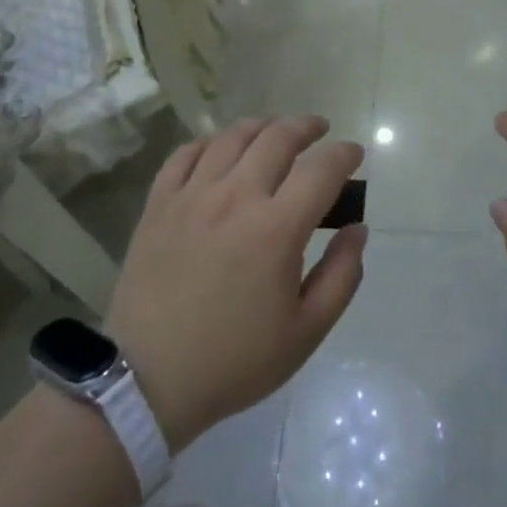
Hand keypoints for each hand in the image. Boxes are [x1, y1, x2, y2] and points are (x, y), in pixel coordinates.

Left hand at [106, 117, 367, 452]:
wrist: (148, 379)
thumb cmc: (235, 360)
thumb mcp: (306, 332)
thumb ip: (342, 276)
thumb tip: (358, 229)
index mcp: (276, 229)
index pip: (321, 169)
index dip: (344, 154)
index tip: (354, 155)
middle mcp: (235, 197)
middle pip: (277, 138)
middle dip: (307, 127)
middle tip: (320, 131)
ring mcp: (192, 195)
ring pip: (232, 137)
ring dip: (262, 126)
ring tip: (275, 131)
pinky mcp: (159, 204)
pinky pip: (186, 154)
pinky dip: (211, 141)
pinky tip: (221, 148)